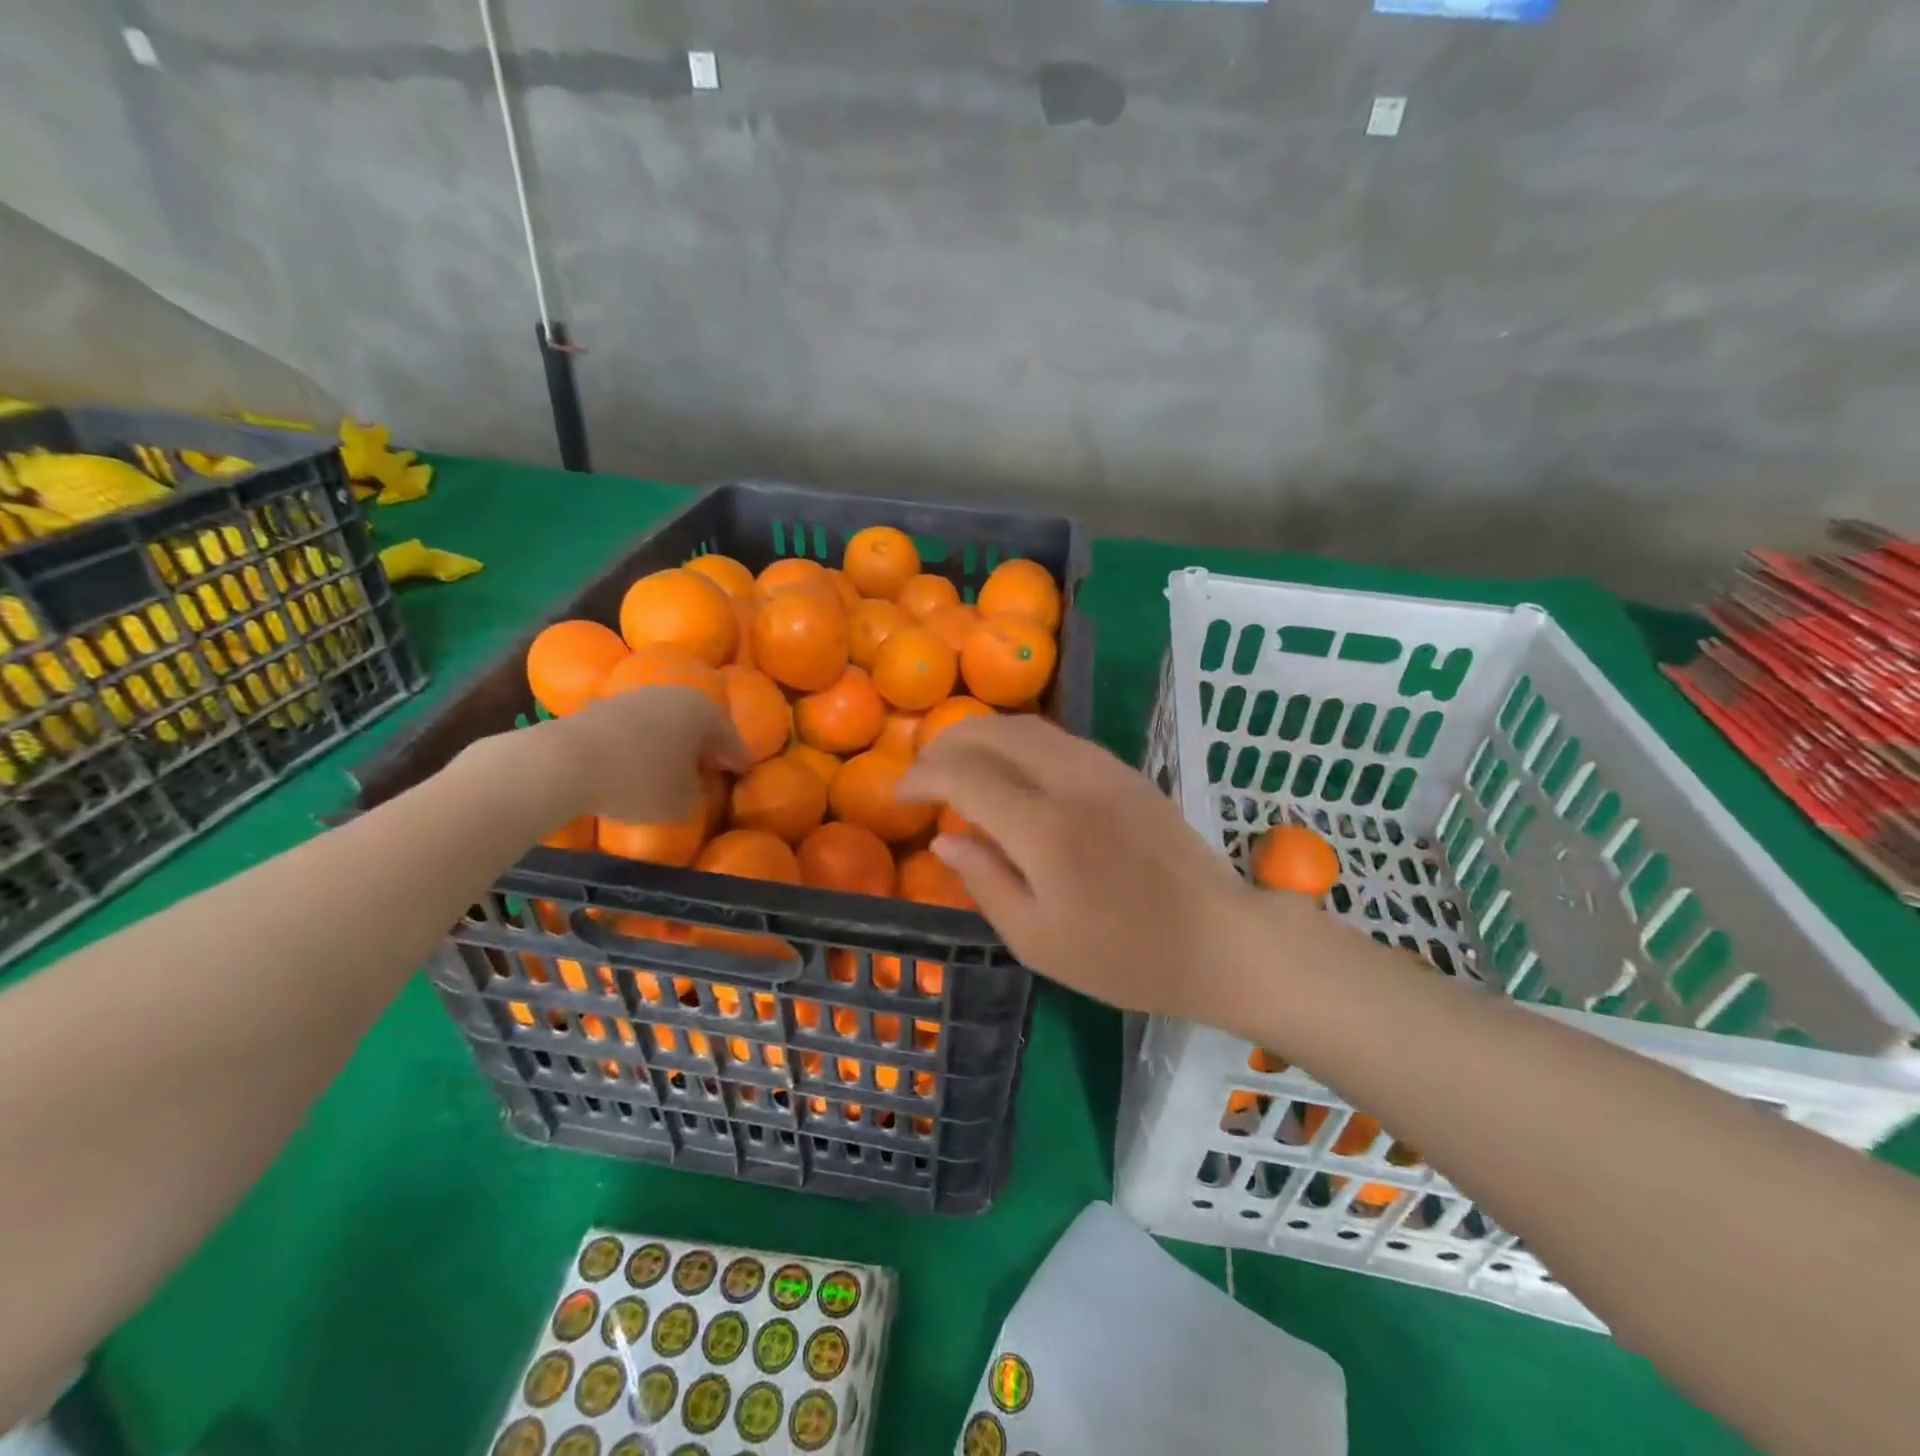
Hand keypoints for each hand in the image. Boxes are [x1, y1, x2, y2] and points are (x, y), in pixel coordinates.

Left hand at [468, 686, 747, 827]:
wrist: (563, 762)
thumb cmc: (638, 781)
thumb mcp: (682, 802)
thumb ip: (698, 792)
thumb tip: (692, 785)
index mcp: (705, 713)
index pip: (732, 739)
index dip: (738, 760)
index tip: (742, 774)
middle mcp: (675, 694)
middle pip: (699, 723)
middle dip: (706, 745)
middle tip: (712, 768)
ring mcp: (636, 696)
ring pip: (666, 721)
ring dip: (672, 742)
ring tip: (672, 767)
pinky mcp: (603, 705)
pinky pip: (637, 727)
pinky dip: (643, 743)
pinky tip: (637, 763)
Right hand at [900, 715, 1284, 1027]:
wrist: (1221, 941)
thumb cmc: (1126, 957)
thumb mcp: (1038, 941)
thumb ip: (985, 882)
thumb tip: (943, 840)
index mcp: (1045, 830)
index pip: (965, 776)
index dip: (923, 778)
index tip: (900, 796)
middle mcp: (1073, 783)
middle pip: (994, 732)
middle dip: (947, 743)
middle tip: (923, 772)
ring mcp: (1105, 770)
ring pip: (1028, 726)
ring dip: (983, 735)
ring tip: (958, 764)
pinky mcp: (1127, 772)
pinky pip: (1058, 739)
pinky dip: (1019, 742)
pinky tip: (1011, 770)